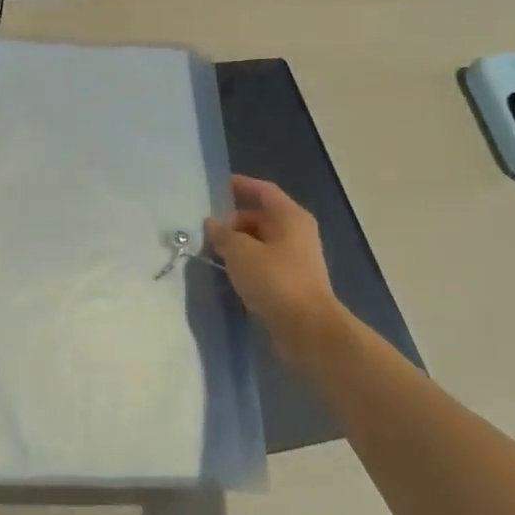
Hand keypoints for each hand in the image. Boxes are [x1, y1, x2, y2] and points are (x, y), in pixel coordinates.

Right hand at [206, 175, 345, 361]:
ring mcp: (297, 259)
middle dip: (233, 221)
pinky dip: (246, 264)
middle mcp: (297, 233)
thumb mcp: (240, 252)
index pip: (263, 191)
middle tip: (206, 230)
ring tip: (211, 251)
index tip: (218, 186)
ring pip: (261, 242)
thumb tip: (212, 223)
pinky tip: (227, 273)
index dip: (241, 185)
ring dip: (238, 245)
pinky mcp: (292, 283)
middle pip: (261, 217)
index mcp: (290, 217)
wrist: (308, 329)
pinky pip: (264, 264)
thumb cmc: (275, 280)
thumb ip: (222, 234)